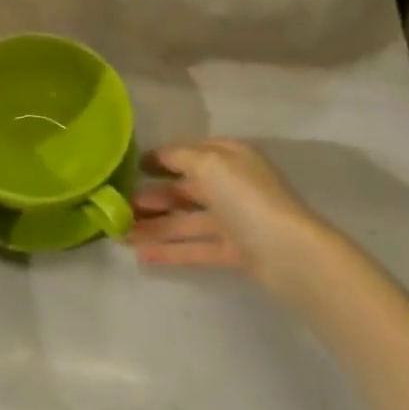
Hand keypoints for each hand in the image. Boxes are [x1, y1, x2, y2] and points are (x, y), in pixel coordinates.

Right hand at [128, 139, 324, 292]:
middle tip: (119, 207)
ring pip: (187, 221)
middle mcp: (231, 185)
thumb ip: (180, 157)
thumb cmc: (246, 197)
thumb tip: (159, 156)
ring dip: (155, 226)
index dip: (160, 159)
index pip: (189, 153)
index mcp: (229, 157)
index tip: (131, 168)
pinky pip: (196, 247)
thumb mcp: (209, 163)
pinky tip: (143, 256)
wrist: (289, 252)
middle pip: (186, 189)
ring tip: (121, 235)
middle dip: (153, 197)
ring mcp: (234, 220)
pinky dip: (171, 250)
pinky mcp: (235, 251)